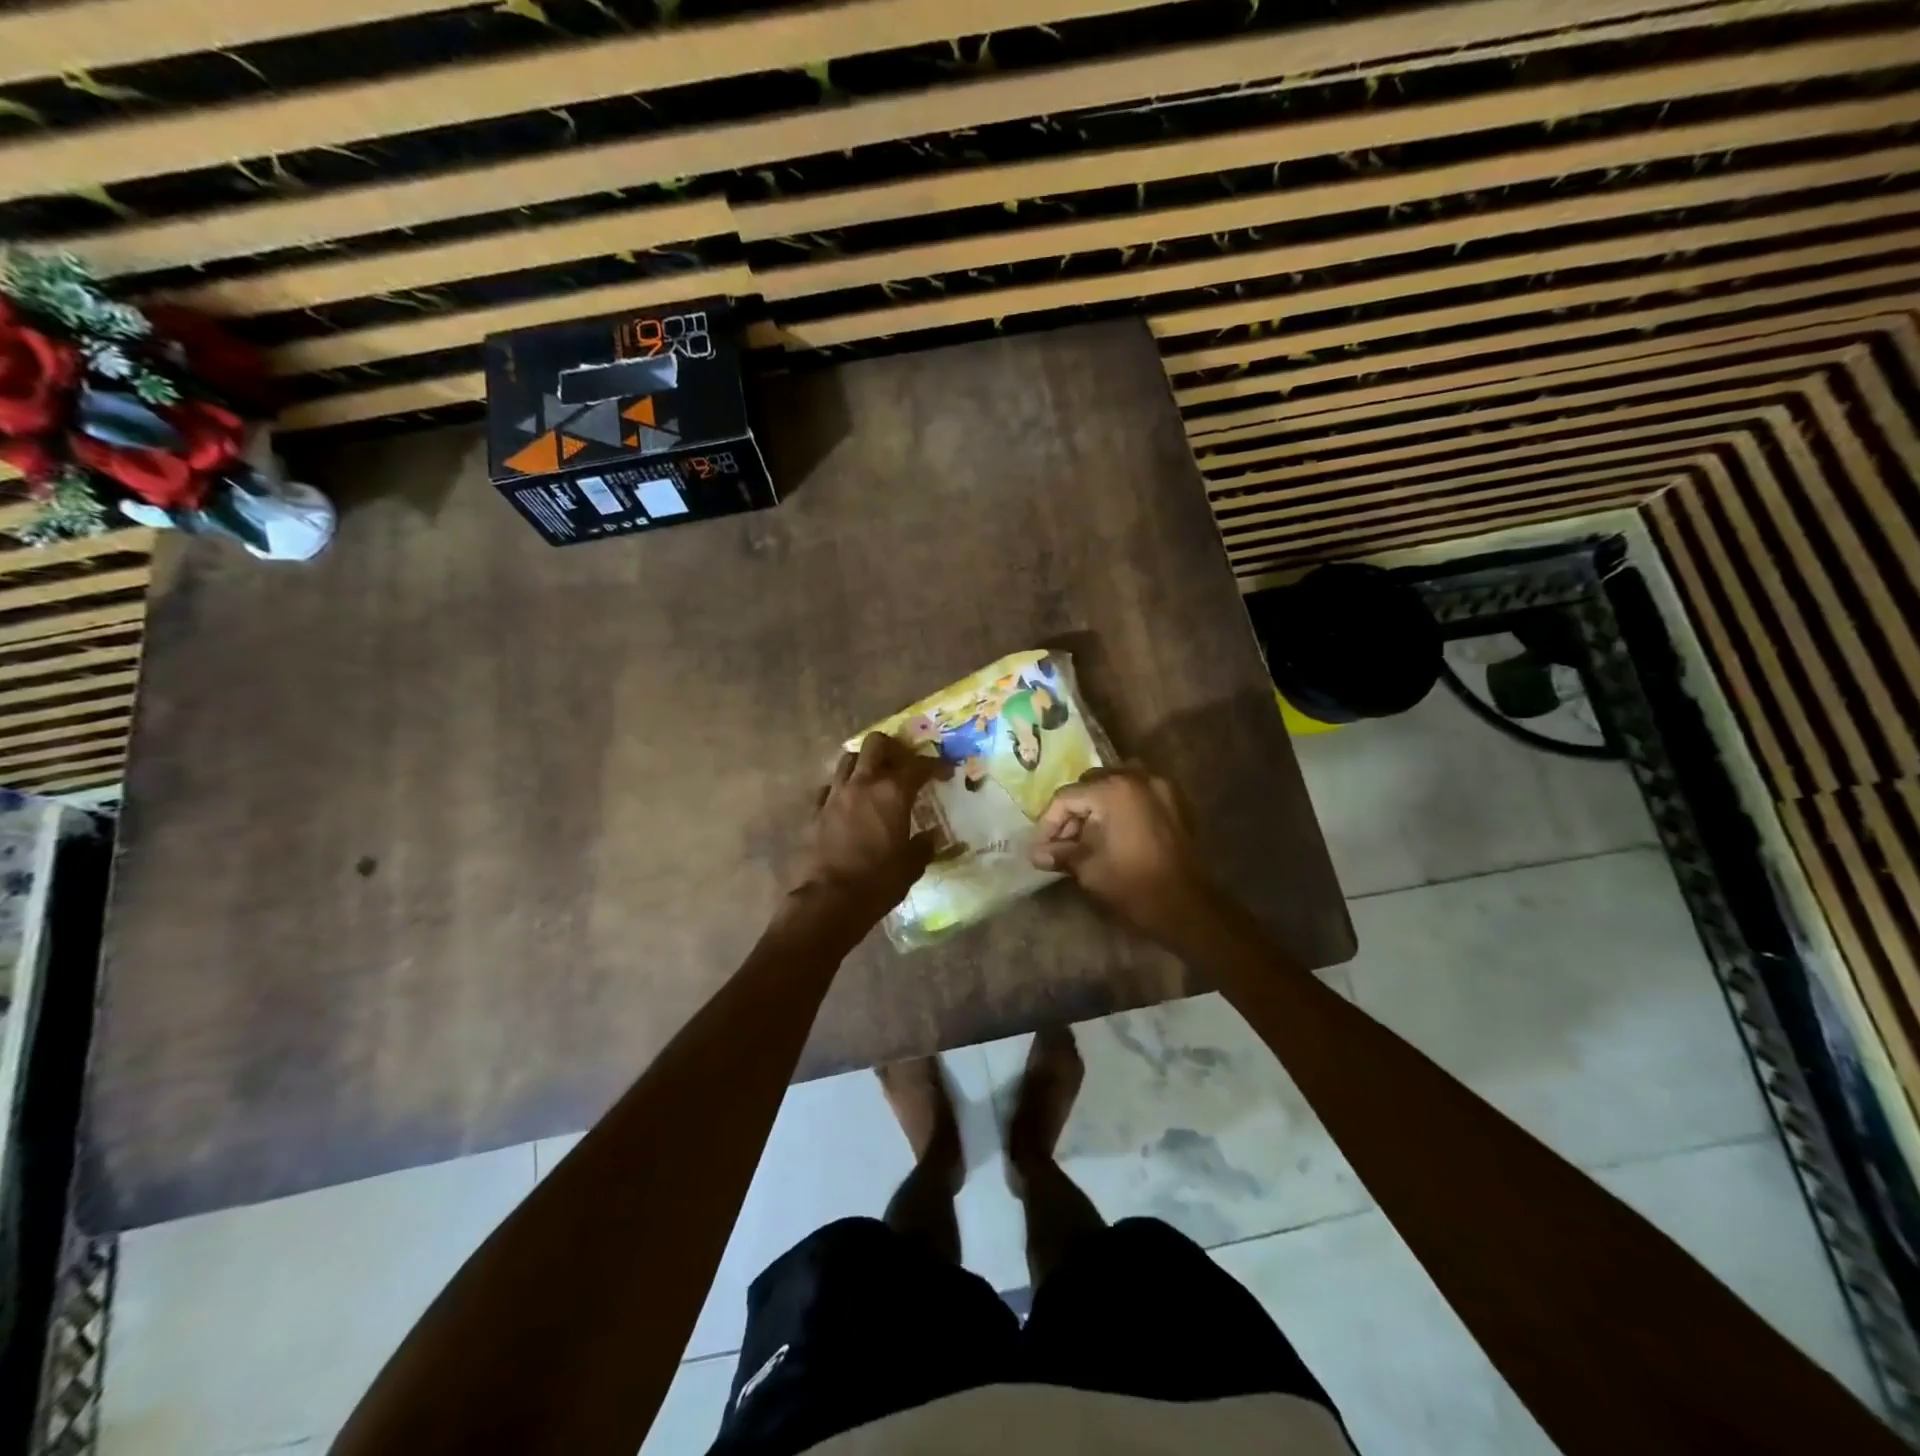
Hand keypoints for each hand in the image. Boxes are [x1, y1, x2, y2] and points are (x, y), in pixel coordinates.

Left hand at [795, 732, 947, 928]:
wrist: (831, 899)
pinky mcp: (817, 810)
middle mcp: (863, 784)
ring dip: (864, 762)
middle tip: (903, 763)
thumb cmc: (879, 881)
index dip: (935, 765)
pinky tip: (849, 801)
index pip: (918, 765)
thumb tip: (932, 837)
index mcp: (893, 793)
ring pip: (848, 759)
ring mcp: (836, 794)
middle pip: (876, 744)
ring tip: (875, 777)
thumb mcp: (912, 866)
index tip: (946, 770)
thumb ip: (924, 846)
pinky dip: (842, 787)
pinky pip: (830, 786)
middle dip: (892, 748)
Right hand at [1030, 765, 1212, 940]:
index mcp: (1114, 790)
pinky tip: (1114, 833)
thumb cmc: (1133, 885)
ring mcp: (1161, 787)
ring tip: (1087, 836)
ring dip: (1097, 806)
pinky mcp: (1176, 802)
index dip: (1048, 823)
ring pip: (1116, 785)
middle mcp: (1138, 778)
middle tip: (1062, 842)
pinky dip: (1122, 807)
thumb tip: (1037, 854)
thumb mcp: (1089, 869)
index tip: (1040, 848)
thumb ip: (1061, 854)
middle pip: (1091, 785)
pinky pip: (1139, 794)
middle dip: (1073, 812)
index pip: (1067, 797)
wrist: (1188, 907)